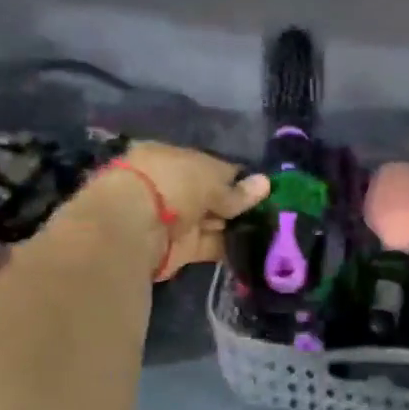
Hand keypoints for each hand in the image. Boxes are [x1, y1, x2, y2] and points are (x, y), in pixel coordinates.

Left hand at [86, 143, 268, 280]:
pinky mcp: (179, 251)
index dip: (236, 177)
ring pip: (212, 222)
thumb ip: (237, 189)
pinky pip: (210, 246)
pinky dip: (229, 247)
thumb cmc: (172, 185)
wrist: (135, 228)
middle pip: (210, 196)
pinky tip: (256, 246)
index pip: (209, 166)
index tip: (262, 187)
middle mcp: (171, 188)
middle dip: (237, 204)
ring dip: (236, 226)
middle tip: (274, 210)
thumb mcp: (210, 179)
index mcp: (170, 158)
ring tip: (272, 229)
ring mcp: (174, 221)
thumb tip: (265, 184)